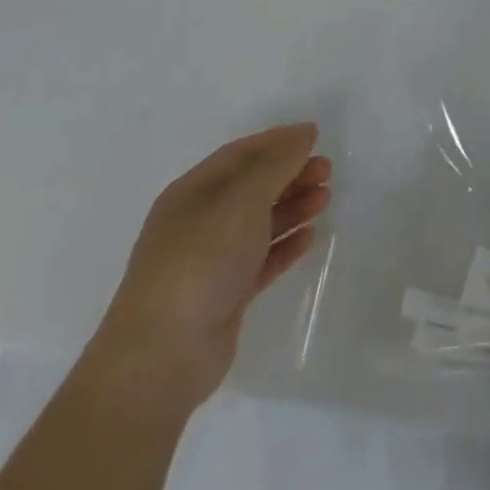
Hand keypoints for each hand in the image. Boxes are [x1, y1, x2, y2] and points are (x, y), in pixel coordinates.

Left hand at [90, 123, 331, 409]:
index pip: (240, 153)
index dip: (278, 141)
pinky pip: (261, 260)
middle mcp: (198, 223)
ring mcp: (209, 262)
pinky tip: (309, 238)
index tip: (315, 137)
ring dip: (292, 207)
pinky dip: (285, 245)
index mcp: (192, 193)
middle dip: (290, 174)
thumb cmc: (201, 260)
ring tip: (325, 199)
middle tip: (327, 170)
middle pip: (251, 187)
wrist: (162, 356)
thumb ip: (277, 162)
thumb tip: (304, 133)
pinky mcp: (223, 296)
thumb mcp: (243, 198)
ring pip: (258, 223)